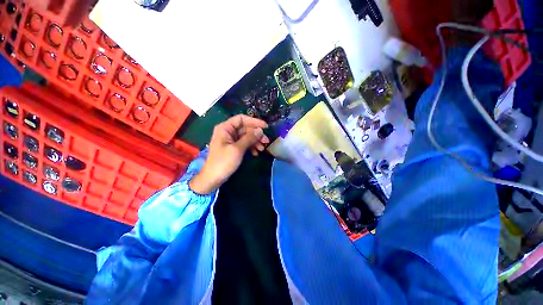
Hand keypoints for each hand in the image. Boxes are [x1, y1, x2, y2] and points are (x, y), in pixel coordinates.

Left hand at [189, 115, 269, 193]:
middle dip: (256, 134)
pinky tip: (256, 153)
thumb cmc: (223, 162)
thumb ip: (249, 138)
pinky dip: (251, 147)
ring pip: (246, 136)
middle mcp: (228, 131)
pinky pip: (244, 143)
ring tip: (262, 149)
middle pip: (245, 128)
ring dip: (255, 141)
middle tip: (266, 141)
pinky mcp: (233, 147)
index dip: (254, 121)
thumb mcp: (237, 149)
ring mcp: (231, 140)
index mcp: (225, 128)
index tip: (265, 127)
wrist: (213, 178)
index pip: (241, 119)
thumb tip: (260, 130)